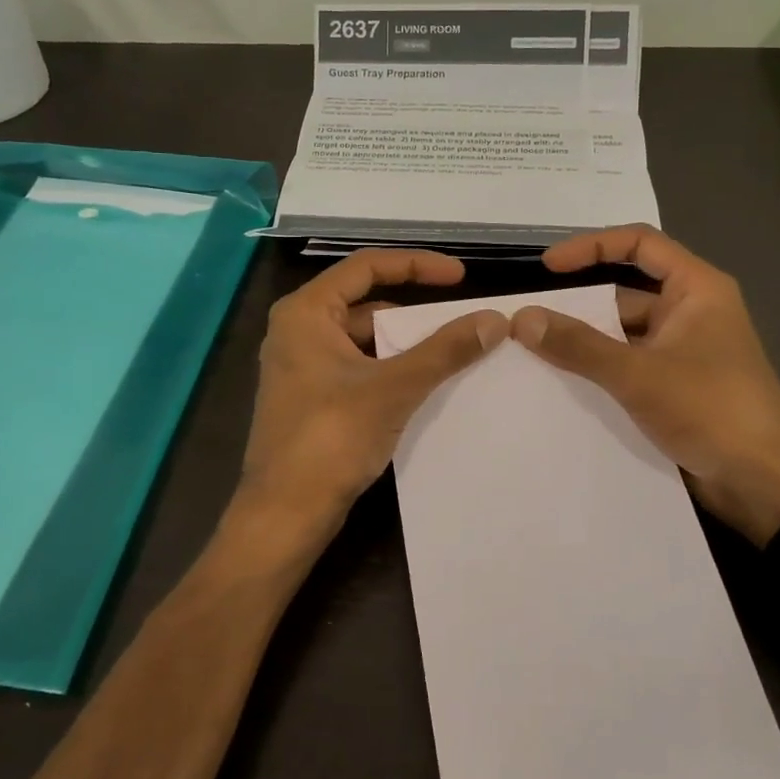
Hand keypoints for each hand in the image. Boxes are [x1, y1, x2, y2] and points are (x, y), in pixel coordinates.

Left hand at [234, 249, 507, 559]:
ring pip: (365, 339)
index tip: (461, 276)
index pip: (366, 267)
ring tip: (454, 351)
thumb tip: (494, 320)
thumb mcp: (393, 388)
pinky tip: (426, 383)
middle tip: (462, 318)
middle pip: (366, 303)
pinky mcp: (313, 398)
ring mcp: (303, 366)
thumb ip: (444, 351)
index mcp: (306, 313)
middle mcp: (299, 330)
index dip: (417, 264)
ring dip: (407, 344)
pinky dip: (392, 369)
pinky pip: (360, 367)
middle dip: (416, 310)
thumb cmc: (331, 439)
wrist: (285, 514)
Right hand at [509, 226, 779, 543]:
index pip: (639, 243)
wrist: (765, 484)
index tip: (548, 267)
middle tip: (527, 319)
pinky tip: (560, 384)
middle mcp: (690, 312)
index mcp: (696, 289)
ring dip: (584, 342)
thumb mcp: (638, 374)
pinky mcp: (675, 386)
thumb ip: (578, 345)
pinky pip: (628, 365)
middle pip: (625, 292)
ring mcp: (682, 351)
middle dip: (579, 304)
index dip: (591, 246)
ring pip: (623, 334)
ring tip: (530, 352)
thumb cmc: (710, 410)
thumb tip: (522, 318)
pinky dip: (598, 370)